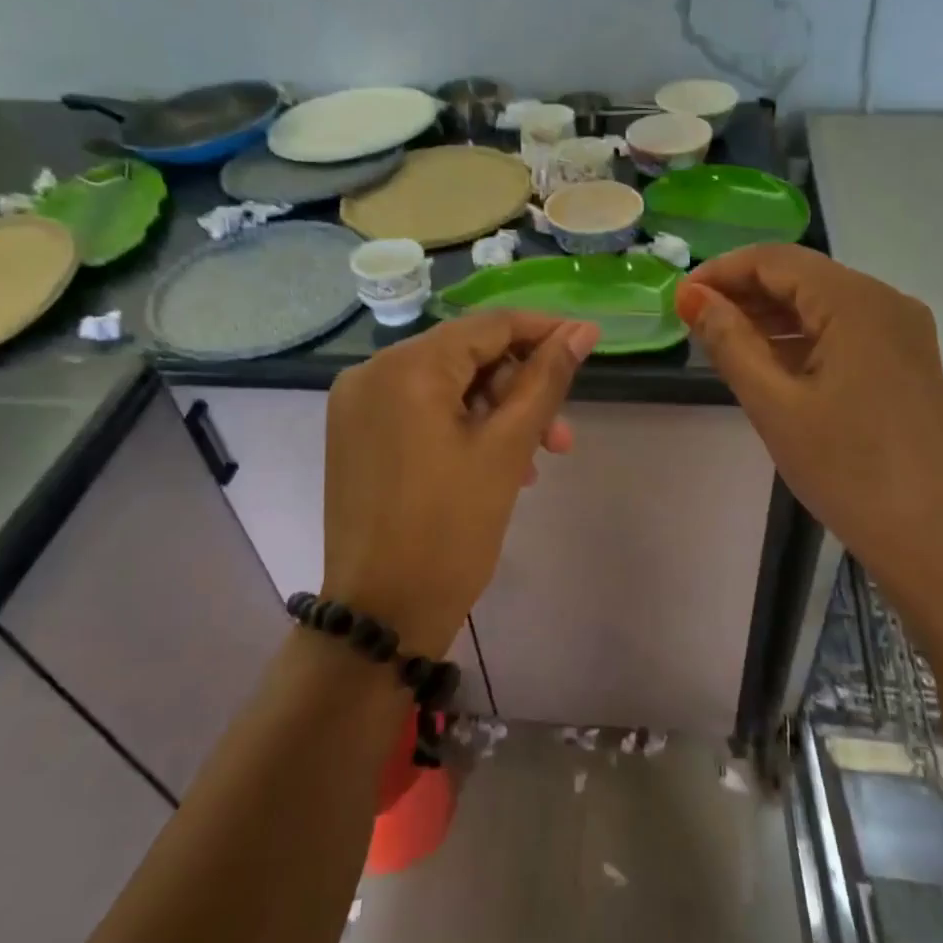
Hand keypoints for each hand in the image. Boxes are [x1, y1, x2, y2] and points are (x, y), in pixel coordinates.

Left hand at [321, 313, 599, 654]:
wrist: (382, 616)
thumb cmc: (451, 530)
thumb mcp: (507, 449)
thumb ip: (546, 380)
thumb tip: (582, 331)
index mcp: (406, 367)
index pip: (489, 326)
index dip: (543, 332)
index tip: (587, 345)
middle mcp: (371, 372)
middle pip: (466, 357)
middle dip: (521, 391)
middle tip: (561, 438)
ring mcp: (357, 405)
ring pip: (447, 387)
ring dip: (497, 414)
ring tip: (536, 462)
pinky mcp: (356, 436)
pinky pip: (421, 412)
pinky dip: (462, 428)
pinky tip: (497, 466)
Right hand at [675, 246, 942, 588]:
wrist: (932, 538)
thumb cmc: (847, 470)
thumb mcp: (775, 405)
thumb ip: (730, 342)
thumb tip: (693, 298)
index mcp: (858, 303)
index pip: (777, 260)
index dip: (723, 271)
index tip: (680, 298)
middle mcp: (887, 302)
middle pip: (803, 276)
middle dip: (745, 291)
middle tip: (694, 320)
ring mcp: (903, 332)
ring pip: (823, 303)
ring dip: (771, 315)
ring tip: (721, 339)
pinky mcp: (906, 361)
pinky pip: (844, 330)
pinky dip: (802, 337)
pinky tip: (769, 359)